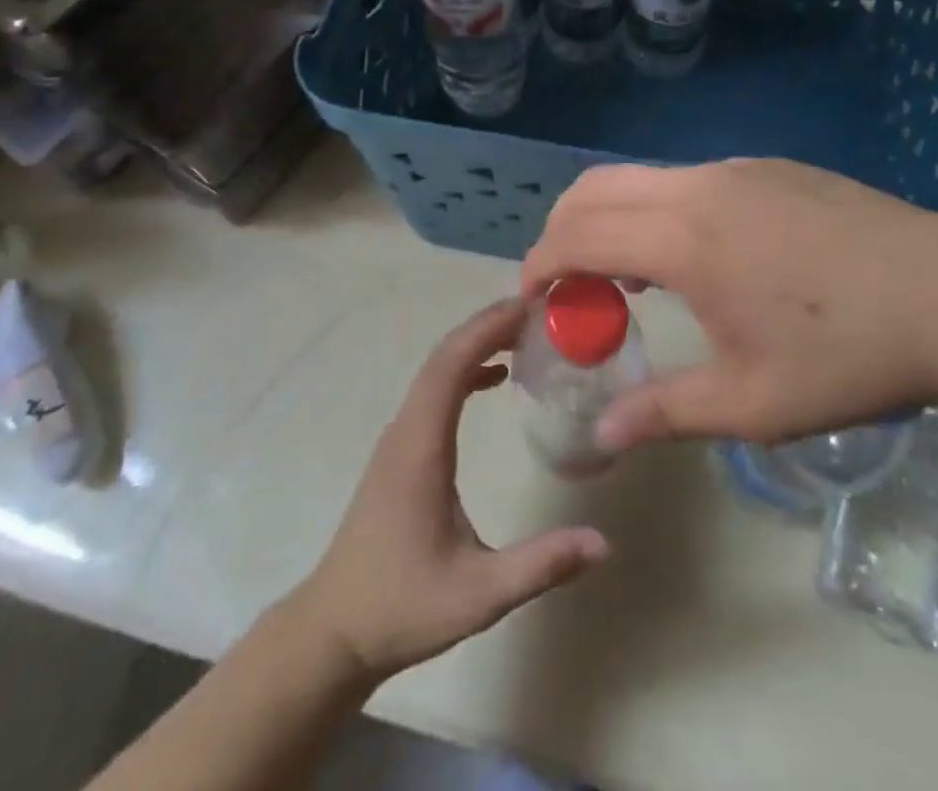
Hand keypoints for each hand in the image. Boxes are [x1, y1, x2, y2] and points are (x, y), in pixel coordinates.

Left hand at [293, 300, 608, 680]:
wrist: (335, 629)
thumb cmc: (403, 606)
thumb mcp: (478, 595)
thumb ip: (540, 566)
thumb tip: (602, 542)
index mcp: (421, 446)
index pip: (451, 365)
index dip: (488, 329)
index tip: (529, 308)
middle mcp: (406, 428)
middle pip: (444, 355)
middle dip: (488, 325)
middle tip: (539, 311)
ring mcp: (398, 436)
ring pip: (436, 368)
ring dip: (476, 342)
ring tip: (524, 333)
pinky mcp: (400, 449)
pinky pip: (433, 390)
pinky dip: (464, 369)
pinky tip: (493, 377)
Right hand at [520, 159, 937, 449]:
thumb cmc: (849, 354)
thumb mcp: (755, 402)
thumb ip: (665, 412)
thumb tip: (602, 436)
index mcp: (684, 241)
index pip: (579, 235)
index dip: (541, 264)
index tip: (530, 297)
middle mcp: (697, 188)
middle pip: (595, 188)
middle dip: (562, 229)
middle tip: (564, 282)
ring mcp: (736, 170)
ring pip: (641, 177)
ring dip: (611, 217)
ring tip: (624, 276)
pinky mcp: (768, 168)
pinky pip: (686, 179)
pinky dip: (656, 209)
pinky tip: (693, 257)